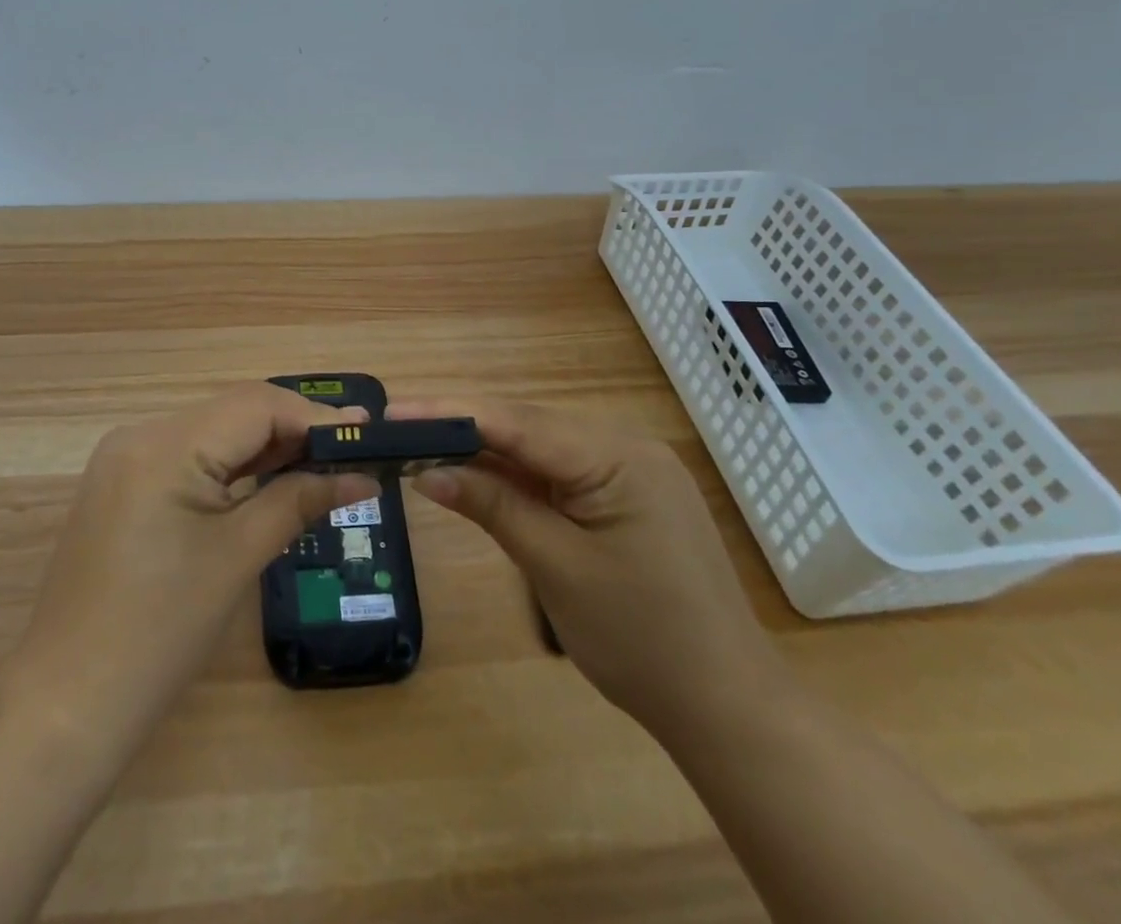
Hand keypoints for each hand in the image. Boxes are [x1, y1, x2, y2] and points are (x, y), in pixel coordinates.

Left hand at [14, 384, 379, 737]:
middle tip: (353, 450)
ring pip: (213, 432)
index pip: (255, 405)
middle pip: (233, 413)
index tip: (368, 430)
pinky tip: (268, 478)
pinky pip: (189, 457)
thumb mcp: (238, 557)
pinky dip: (232, 465)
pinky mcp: (122, 484)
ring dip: (266, 446)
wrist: (66, 704)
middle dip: (294, 429)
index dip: (314, 415)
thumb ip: (300, 501)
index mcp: (164, 444)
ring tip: (324, 462)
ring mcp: (125, 459)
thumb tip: (364, 475)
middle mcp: (140, 434)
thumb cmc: (160, 633)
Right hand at [392, 397, 783, 739]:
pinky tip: (478, 476)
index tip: (393, 412)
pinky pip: (560, 472)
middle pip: (527, 426)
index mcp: (618, 454)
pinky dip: (517, 477)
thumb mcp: (555, 567)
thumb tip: (427, 471)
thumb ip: (491, 506)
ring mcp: (630, 469)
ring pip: (541, 448)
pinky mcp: (627, 494)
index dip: (449, 413)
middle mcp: (626, 445)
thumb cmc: (641, 640)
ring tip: (424, 449)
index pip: (516, 421)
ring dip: (486, 452)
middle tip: (398, 431)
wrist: (727, 708)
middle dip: (462, 428)